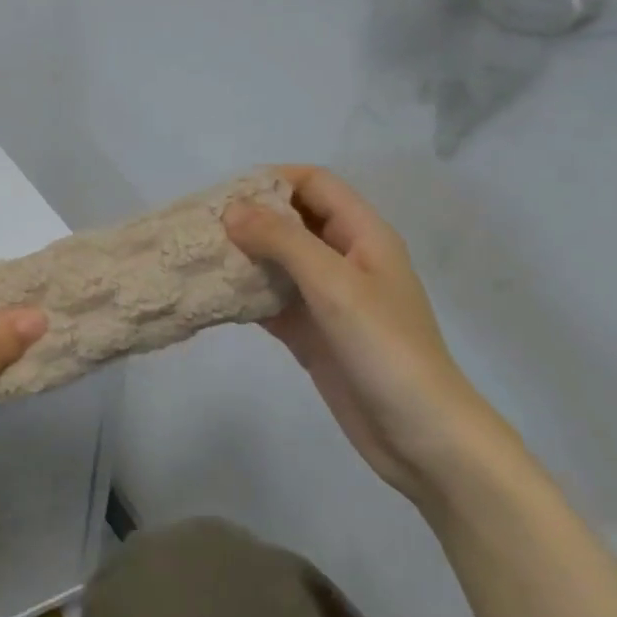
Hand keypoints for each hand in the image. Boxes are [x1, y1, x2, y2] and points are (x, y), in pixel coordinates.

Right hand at [225, 166, 523, 506]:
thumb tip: (232, 210)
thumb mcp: (335, 286)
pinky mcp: (313, 334)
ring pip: (279, 264)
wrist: (420, 436)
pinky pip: (273, 304)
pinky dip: (246, 298)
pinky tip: (212, 298)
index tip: (224, 194)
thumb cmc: (385, 349)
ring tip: (197, 259)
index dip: (272, 180)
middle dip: (249, 219)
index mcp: (363, 235)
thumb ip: (283, 242)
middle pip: (293, 222)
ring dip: (243, 259)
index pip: (315, 185)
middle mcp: (345, 260)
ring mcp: (328, 300)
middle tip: (200, 228)